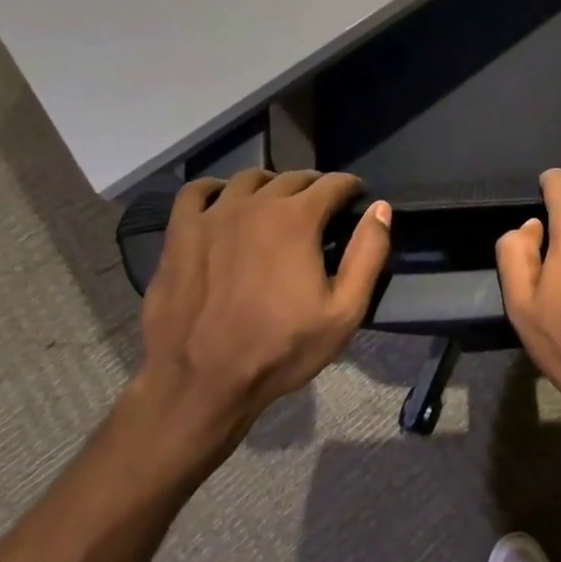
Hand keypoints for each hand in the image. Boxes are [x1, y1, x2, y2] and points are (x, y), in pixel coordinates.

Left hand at [129, 169, 390, 465]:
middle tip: (321, 207)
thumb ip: (368, 254)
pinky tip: (223, 202)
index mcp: (297, 219)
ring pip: (248, 179)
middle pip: (292, 177)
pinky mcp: (179, 233)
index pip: (333, 183)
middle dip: (314, 186)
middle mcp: (255, 205)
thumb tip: (380, 208)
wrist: (201, 384)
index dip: (350, 188)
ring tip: (276, 204)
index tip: (356, 199)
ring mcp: (212, 216)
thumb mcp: (344, 312)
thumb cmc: (280, 349)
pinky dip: (215, 189)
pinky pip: (195, 192)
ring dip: (270, 184)